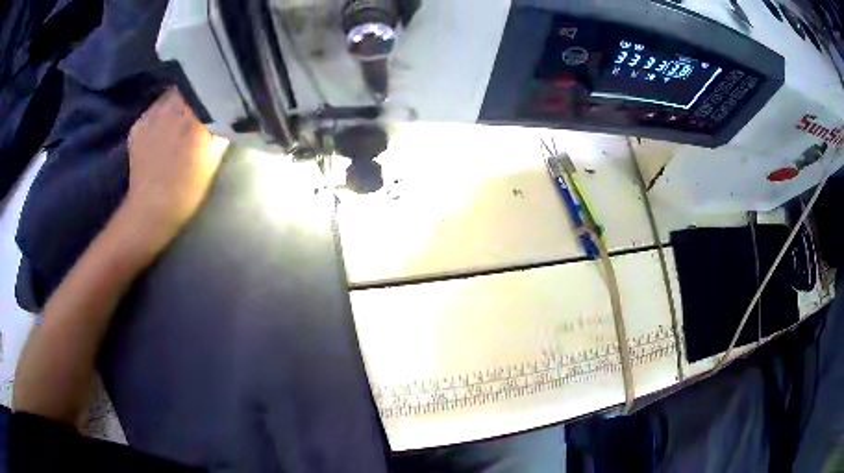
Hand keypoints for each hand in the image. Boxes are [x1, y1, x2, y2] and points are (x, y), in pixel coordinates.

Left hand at [125, 89, 226, 243]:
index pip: (206, 87)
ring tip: (179, 116)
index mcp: (194, 118)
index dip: (212, 88)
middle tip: (197, 105)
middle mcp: (171, 110)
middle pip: (186, 87)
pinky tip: (162, 130)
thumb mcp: (213, 158)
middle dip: (194, 92)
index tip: (216, 93)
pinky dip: (160, 114)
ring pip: (168, 95)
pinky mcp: (137, 125)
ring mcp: (151, 116)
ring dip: (176, 101)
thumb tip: (227, 110)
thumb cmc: (187, 188)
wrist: (151, 209)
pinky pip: (153, 110)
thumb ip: (221, 129)